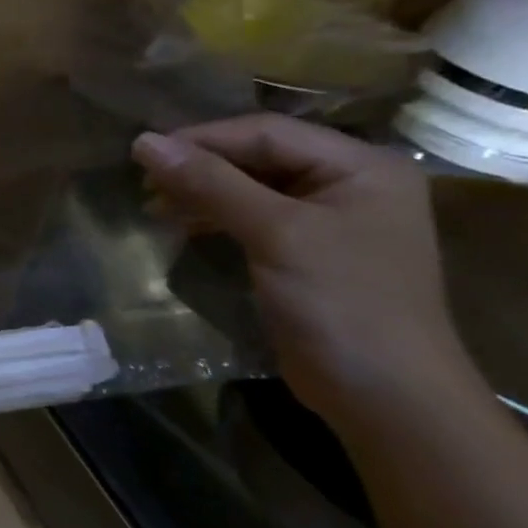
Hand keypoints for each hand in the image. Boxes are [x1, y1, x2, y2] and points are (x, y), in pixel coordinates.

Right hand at [132, 115, 476, 427]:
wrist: (385, 395)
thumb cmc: (341, 302)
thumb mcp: (275, 233)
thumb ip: (211, 183)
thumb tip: (143, 142)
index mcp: (361, 166)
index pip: (267, 133)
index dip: (202, 138)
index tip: (142, 152)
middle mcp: (349, 184)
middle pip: (259, 156)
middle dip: (199, 165)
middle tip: (143, 179)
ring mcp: (329, 220)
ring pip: (250, 187)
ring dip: (200, 191)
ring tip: (153, 204)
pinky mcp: (307, 252)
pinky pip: (252, 217)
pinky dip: (213, 216)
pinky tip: (182, 224)